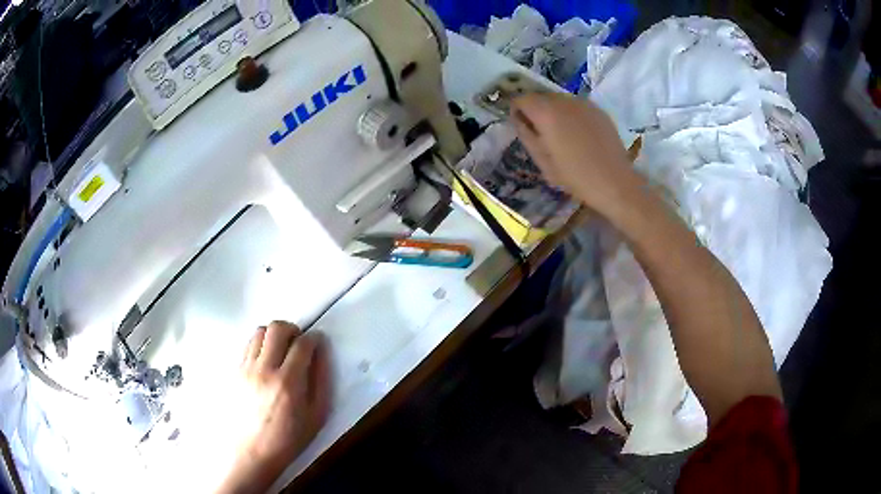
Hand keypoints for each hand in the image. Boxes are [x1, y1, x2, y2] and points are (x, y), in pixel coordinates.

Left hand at [218, 321, 329, 493]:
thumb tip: (321, 352)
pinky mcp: (235, 371)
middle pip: (277, 328)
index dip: (314, 338)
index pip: (302, 344)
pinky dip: (260, 344)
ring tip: (281, 351)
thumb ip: (321, 380)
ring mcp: (246, 369)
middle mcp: (264, 369)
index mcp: (288, 382)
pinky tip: (266, 361)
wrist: (253, 452)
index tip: (318, 342)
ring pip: (260, 331)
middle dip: (293, 329)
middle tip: (299, 343)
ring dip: (274, 335)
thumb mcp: (316, 415)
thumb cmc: (289, 438)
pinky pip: (247, 345)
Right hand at [511, 93, 640, 219]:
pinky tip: (579, 135)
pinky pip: (577, 106)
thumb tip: (519, 120)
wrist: (615, 183)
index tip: (521, 126)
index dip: (517, 111)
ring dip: (554, 112)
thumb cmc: (575, 177)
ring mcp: (584, 104)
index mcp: (546, 113)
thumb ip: (527, 135)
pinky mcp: (599, 111)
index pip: (521, 99)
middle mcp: (564, 101)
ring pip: (560, 100)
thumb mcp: (543, 162)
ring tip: (561, 135)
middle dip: (536, 110)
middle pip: (541, 96)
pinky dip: (571, 115)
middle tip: (540, 133)